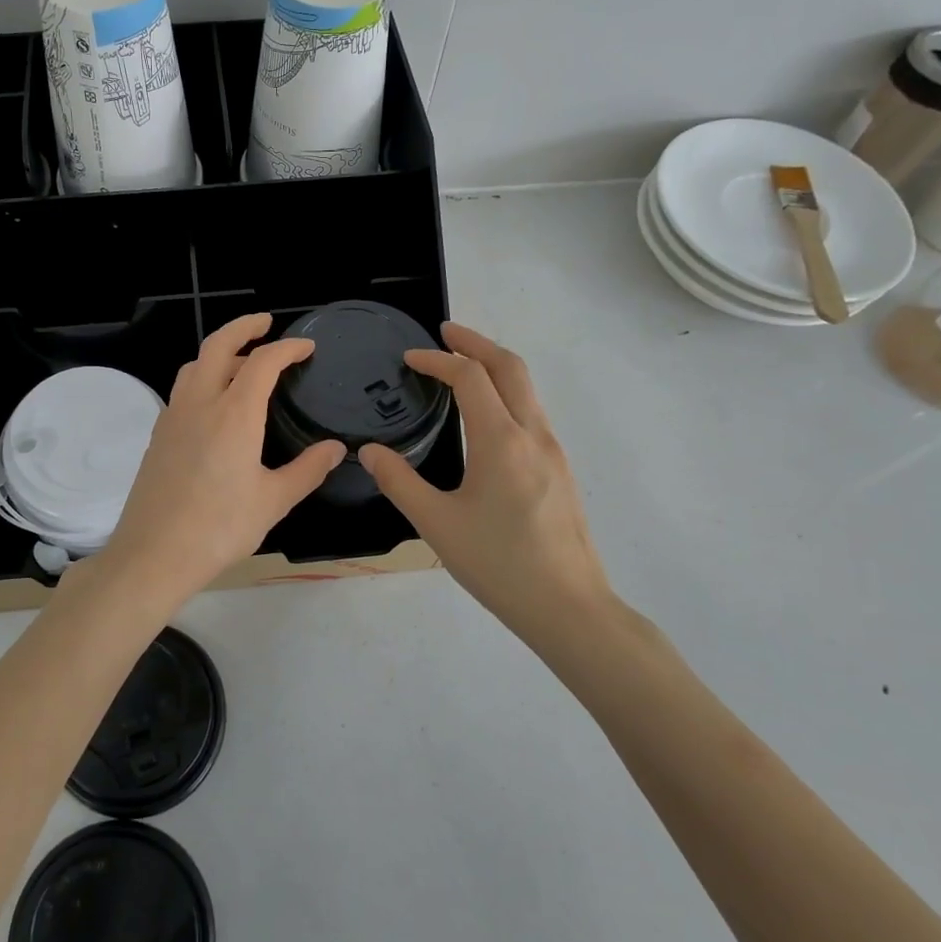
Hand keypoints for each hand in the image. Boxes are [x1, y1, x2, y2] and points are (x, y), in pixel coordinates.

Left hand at [91, 313, 345, 606]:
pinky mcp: (158, 436)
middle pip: (218, 346)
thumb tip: (336, 449)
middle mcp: (200, 404)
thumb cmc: (219, 528)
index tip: (306, 347)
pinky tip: (215, 405)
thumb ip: (307, 470)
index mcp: (234, 414)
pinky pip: (182, 390)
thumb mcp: (273, 501)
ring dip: (219, 353)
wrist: (153, 554)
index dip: (287, 348)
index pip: (263, 362)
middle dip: (243, 328)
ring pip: (194, 366)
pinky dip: (203, 378)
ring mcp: (173, 417)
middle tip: (265, 324)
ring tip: (242, 363)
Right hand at [361, 323, 615, 643]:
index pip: (470, 378)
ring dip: (495, 366)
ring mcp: (553, 451)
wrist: (570, 607)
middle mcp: (533, 434)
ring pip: (526, 388)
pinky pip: (532, 412)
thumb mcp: (436, 524)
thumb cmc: (498, 564)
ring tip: (462, 366)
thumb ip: (399, 482)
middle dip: (476, 343)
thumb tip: (370, 452)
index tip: (409, 359)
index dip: (437, 360)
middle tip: (445, 333)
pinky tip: (486, 416)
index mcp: (501, 441)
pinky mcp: (560, 470)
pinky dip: (506, 393)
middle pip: (510, 367)